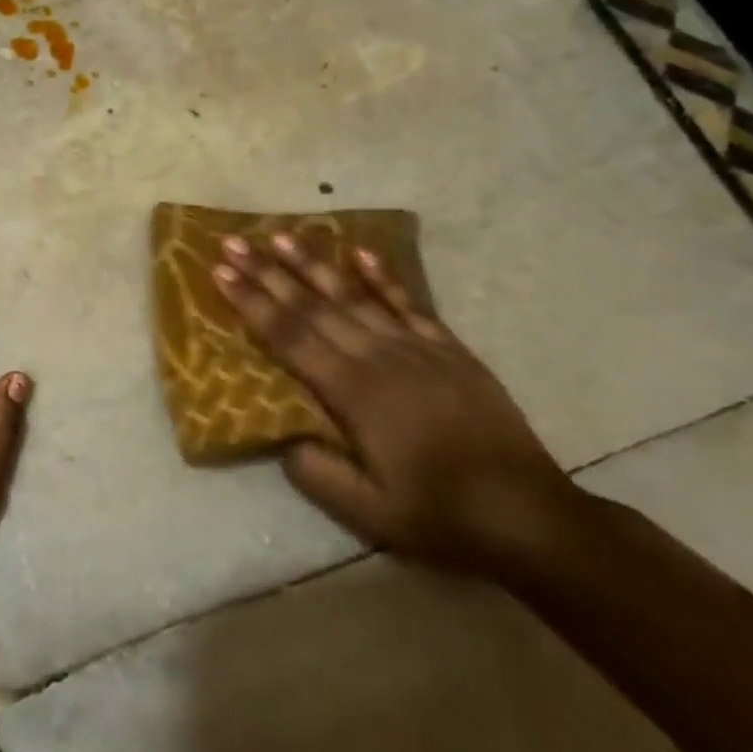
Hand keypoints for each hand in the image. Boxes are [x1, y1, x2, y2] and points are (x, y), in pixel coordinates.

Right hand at [213, 231, 580, 575]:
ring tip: (282, 235)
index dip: (251, 303)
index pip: (289, 337)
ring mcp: (417, 349)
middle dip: (269, 273)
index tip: (220, 272)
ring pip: (354, 296)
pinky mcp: (449, 350)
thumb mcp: (370, 514)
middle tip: (235, 241)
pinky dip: (382, 277)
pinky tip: (360, 254)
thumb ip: (318, 474)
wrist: (531, 516)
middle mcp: (379, 358)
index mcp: (354, 394)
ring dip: (314, 265)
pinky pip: (408, 304)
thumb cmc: (442, 515)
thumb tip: (284, 437)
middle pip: (313, 307)